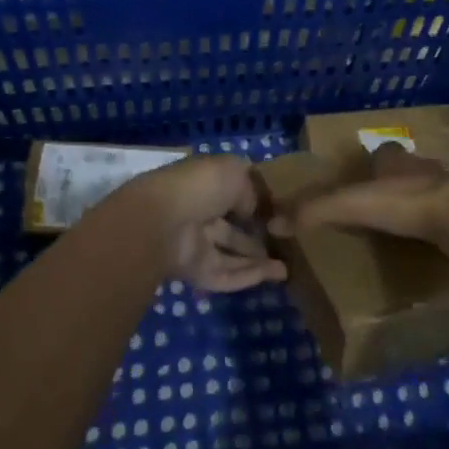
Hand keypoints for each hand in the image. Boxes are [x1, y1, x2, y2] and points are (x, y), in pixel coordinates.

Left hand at [118, 154, 287, 292]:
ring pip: (230, 254)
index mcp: (204, 184)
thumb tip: (253, 210)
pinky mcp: (194, 271)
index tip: (280, 213)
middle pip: (231, 229)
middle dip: (256, 236)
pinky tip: (276, 275)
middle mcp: (198, 213)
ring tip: (287, 266)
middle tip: (284, 244)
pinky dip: (250, 276)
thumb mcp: (233, 173)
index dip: (254, 203)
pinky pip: (225, 275)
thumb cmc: (200, 187)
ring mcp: (195, 244)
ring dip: (258, 261)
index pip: (231, 194)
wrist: (162, 222)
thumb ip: (250, 191)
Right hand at [272, 144, 448, 257]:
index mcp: (395, 160)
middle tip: (377, 208)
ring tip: (399, 229)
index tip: (360, 178)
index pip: (382, 152)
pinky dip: (435, 228)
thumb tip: (275, 222)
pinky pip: (445, 218)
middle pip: (405, 170)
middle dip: (393, 184)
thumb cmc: (404, 202)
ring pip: (428, 192)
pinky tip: (425, 245)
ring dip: (416, 205)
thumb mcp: (350, 205)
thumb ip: (315, 211)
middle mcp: (422, 168)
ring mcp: (448, 190)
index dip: (372, 162)